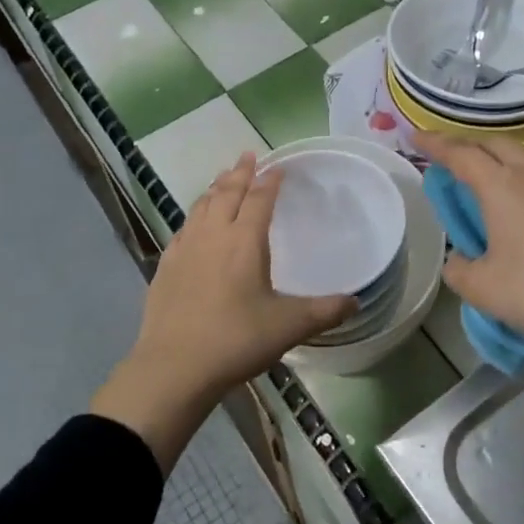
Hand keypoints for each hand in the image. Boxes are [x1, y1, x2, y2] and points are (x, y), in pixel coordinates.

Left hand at [92, 154, 354, 468]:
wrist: (174, 367)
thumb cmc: (236, 340)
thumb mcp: (289, 326)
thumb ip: (325, 311)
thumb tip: (357, 302)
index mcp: (244, 241)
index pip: (259, 199)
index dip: (270, 181)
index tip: (278, 167)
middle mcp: (213, 235)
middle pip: (226, 193)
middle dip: (239, 172)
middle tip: (247, 155)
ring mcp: (185, 249)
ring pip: (201, 206)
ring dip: (215, 189)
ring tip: (222, 179)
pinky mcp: (166, 267)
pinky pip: (184, 228)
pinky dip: (195, 215)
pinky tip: (195, 223)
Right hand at [419, 132, 523, 514]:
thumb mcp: (481, 288)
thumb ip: (459, 268)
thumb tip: (461, 259)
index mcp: (503, 187)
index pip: (461, 154)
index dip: (435, 143)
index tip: (416, 134)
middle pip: (497, 144)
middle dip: (471, 146)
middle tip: (453, 161)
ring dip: (504, 167)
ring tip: (493, 191)